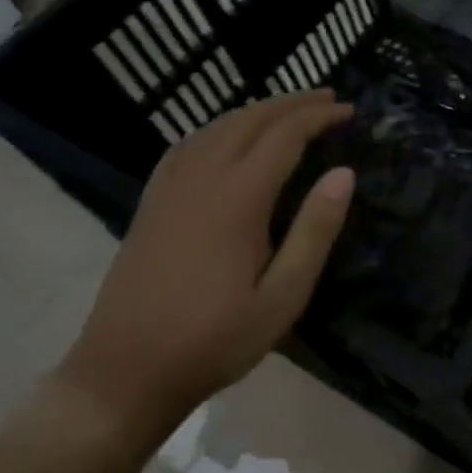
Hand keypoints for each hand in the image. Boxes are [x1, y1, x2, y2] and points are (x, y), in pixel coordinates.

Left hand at [56, 90, 354, 448]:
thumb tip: (344, 173)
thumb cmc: (214, 340)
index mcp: (237, 199)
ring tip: (288, 112)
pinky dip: (219, 128)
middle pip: (249, 120)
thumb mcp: (282, 297)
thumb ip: (314, 231)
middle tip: (328, 99)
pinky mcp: (151, 203)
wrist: (122, 373)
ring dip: (256, 111)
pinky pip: (188, 145)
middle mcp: (201, 179)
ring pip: (216, 127)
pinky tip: (227, 139)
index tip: (349, 110)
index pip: (284, 135)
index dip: (319, 117)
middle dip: (291, 103)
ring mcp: (169, 189)